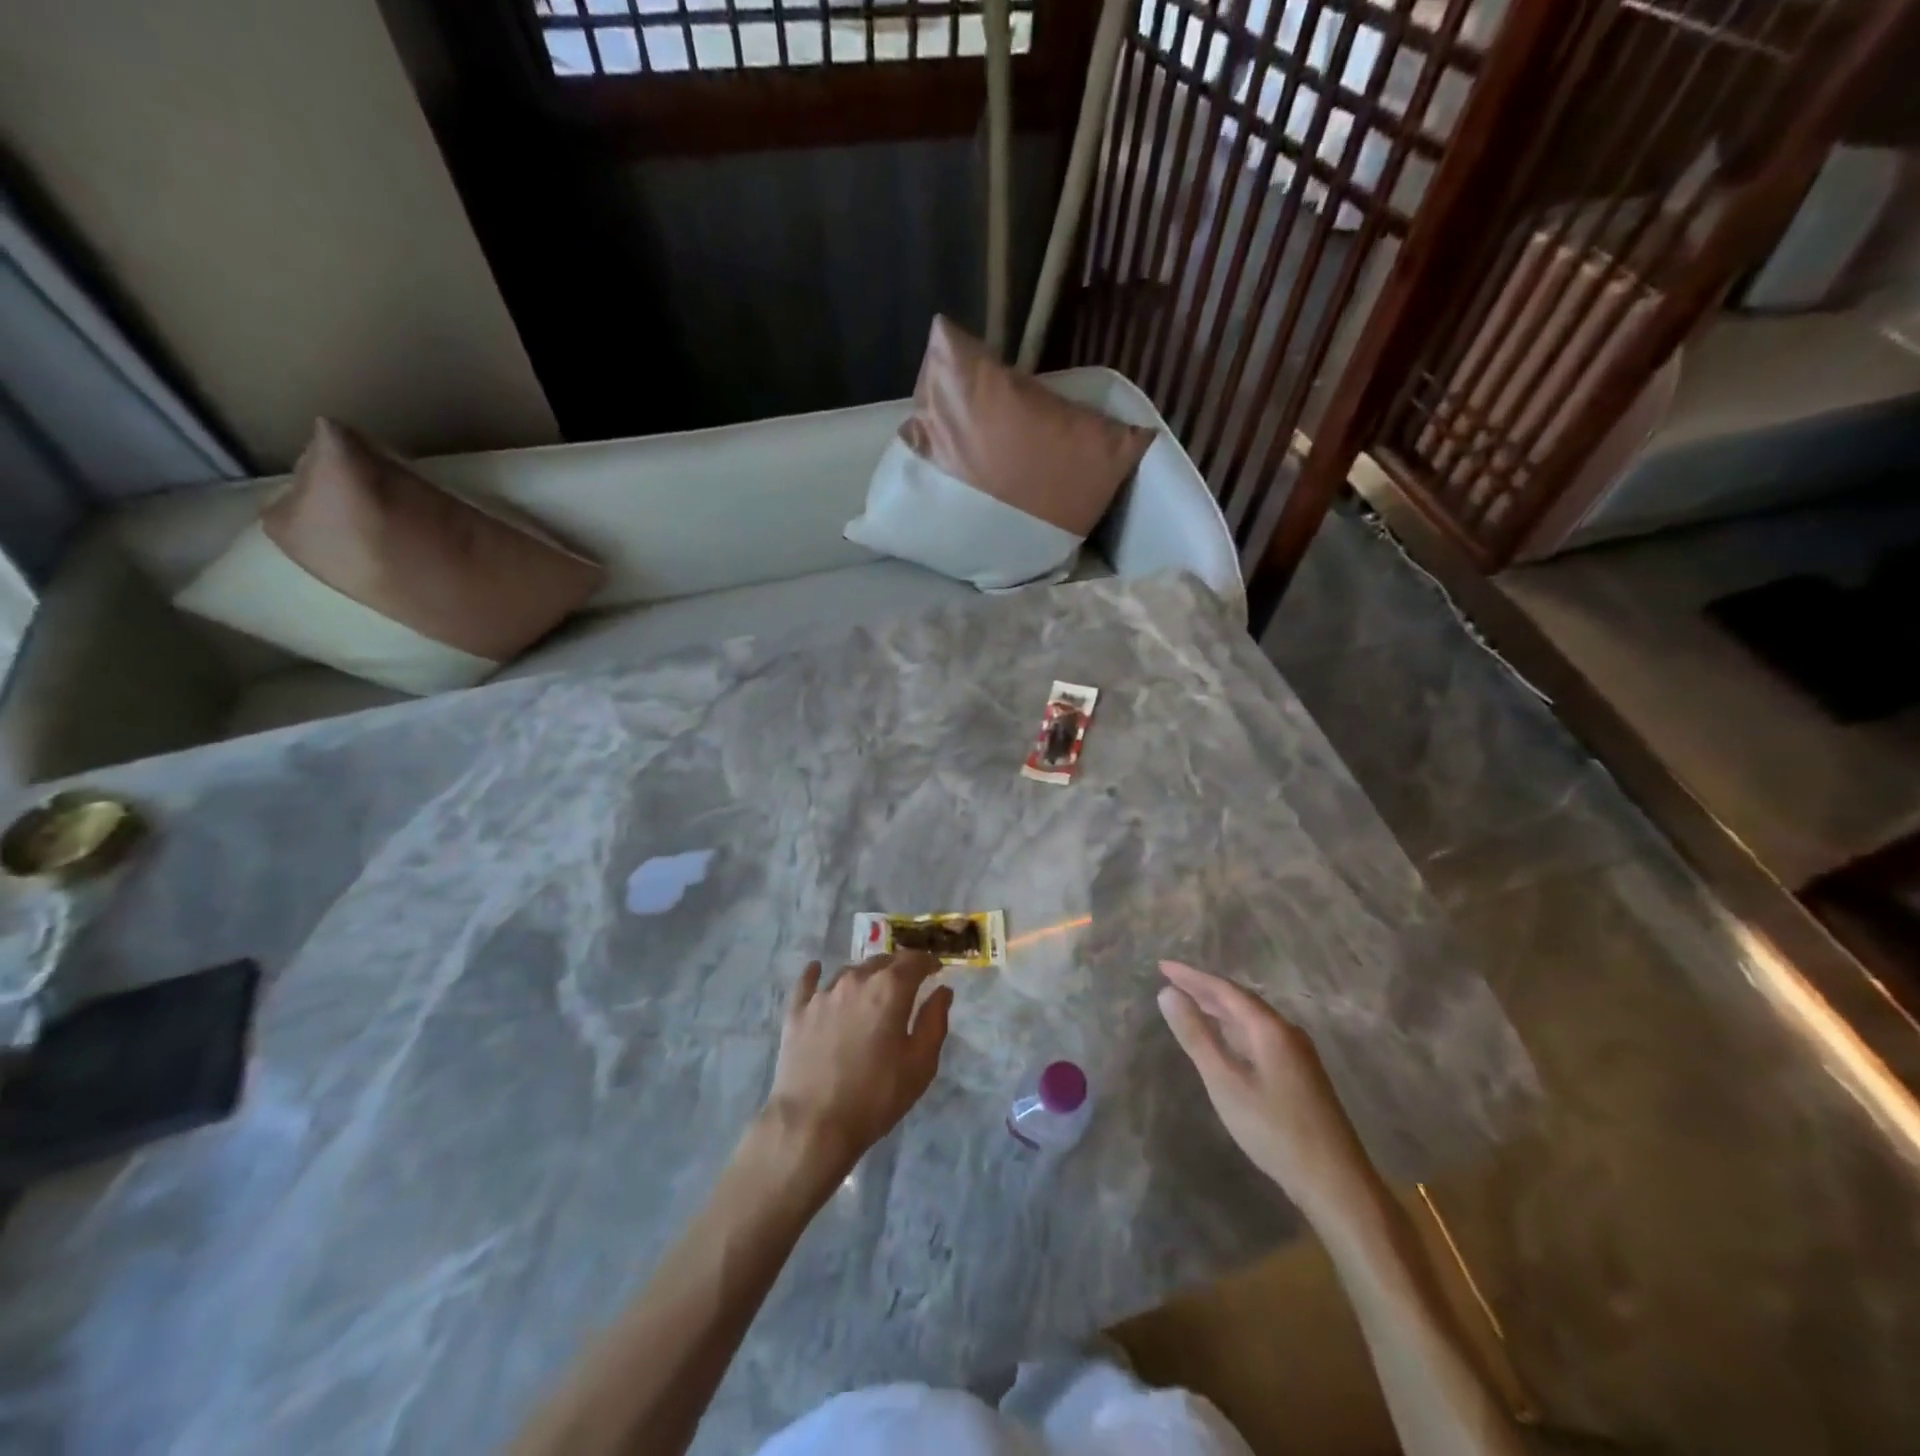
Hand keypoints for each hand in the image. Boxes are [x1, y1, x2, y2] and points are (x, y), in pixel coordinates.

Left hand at [763, 952, 952, 1176]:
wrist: (812, 1124)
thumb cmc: (876, 1096)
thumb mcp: (920, 1064)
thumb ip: (934, 1021)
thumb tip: (943, 990)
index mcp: (890, 989)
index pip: (914, 961)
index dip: (928, 962)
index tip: (936, 969)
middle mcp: (856, 980)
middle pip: (881, 962)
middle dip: (898, 968)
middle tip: (907, 983)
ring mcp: (823, 994)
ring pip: (849, 972)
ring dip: (865, 976)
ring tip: (871, 990)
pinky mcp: (797, 1012)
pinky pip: (807, 983)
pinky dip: (815, 974)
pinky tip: (816, 970)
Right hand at [1157, 959, 1380, 1225]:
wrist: (1335, 1182)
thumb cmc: (1274, 1130)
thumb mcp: (1225, 1082)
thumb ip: (1196, 1036)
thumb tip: (1167, 993)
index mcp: (1269, 1028)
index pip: (1224, 989)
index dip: (1191, 976)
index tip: (1161, 966)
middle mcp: (1286, 1031)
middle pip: (1239, 1000)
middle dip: (1204, 989)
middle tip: (1171, 981)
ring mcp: (1296, 1053)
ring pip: (1250, 1019)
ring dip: (1219, 1008)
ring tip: (1190, 1003)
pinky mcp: (1299, 1074)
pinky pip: (1258, 1036)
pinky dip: (1233, 1028)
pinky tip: (1224, 1039)